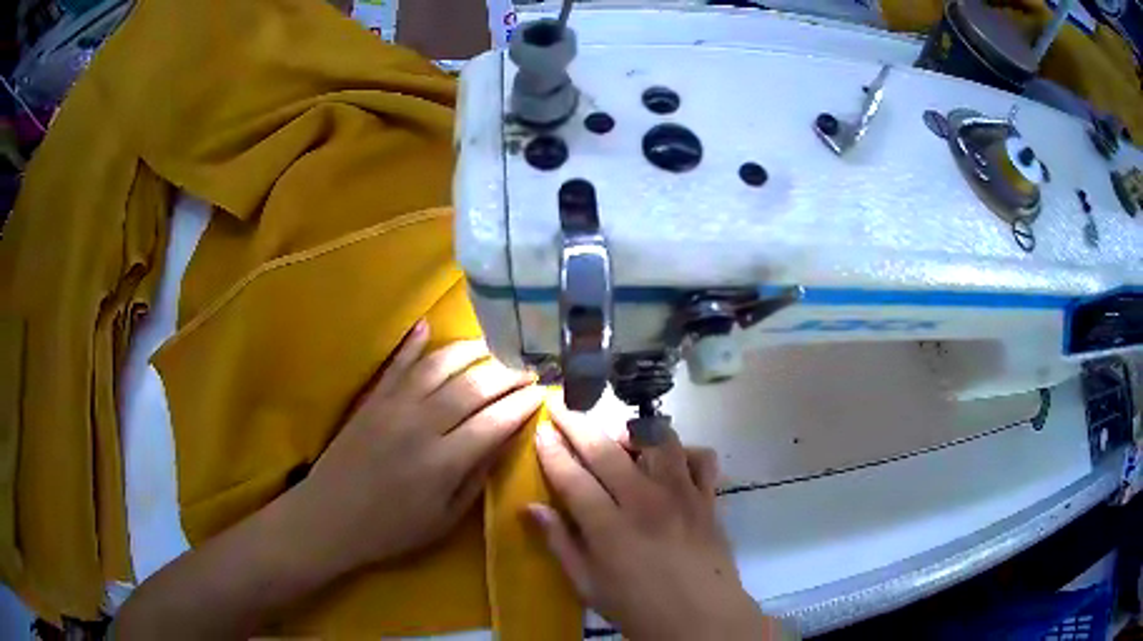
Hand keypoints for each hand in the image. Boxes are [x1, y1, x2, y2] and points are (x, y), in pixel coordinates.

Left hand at [286, 319, 543, 573]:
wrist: (329, 518)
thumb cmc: (391, 529)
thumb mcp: (444, 520)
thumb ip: (476, 478)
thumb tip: (505, 442)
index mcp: (444, 461)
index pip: (495, 420)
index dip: (523, 404)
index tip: (543, 392)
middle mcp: (422, 424)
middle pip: (474, 386)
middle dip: (507, 373)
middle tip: (529, 367)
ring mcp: (394, 406)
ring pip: (439, 365)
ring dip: (471, 350)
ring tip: (494, 345)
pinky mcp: (372, 399)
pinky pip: (397, 364)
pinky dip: (413, 343)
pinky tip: (429, 325)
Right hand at [530, 400, 775, 640]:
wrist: (702, 620)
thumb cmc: (638, 609)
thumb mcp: (587, 586)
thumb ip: (559, 543)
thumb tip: (529, 508)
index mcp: (609, 527)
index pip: (572, 476)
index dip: (551, 450)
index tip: (540, 430)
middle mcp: (645, 501)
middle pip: (605, 449)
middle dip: (577, 425)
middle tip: (561, 410)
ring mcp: (682, 495)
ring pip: (657, 441)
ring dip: (632, 431)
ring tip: (618, 436)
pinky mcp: (708, 498)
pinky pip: (701, 458)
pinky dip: (685, 451)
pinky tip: (672, 461)